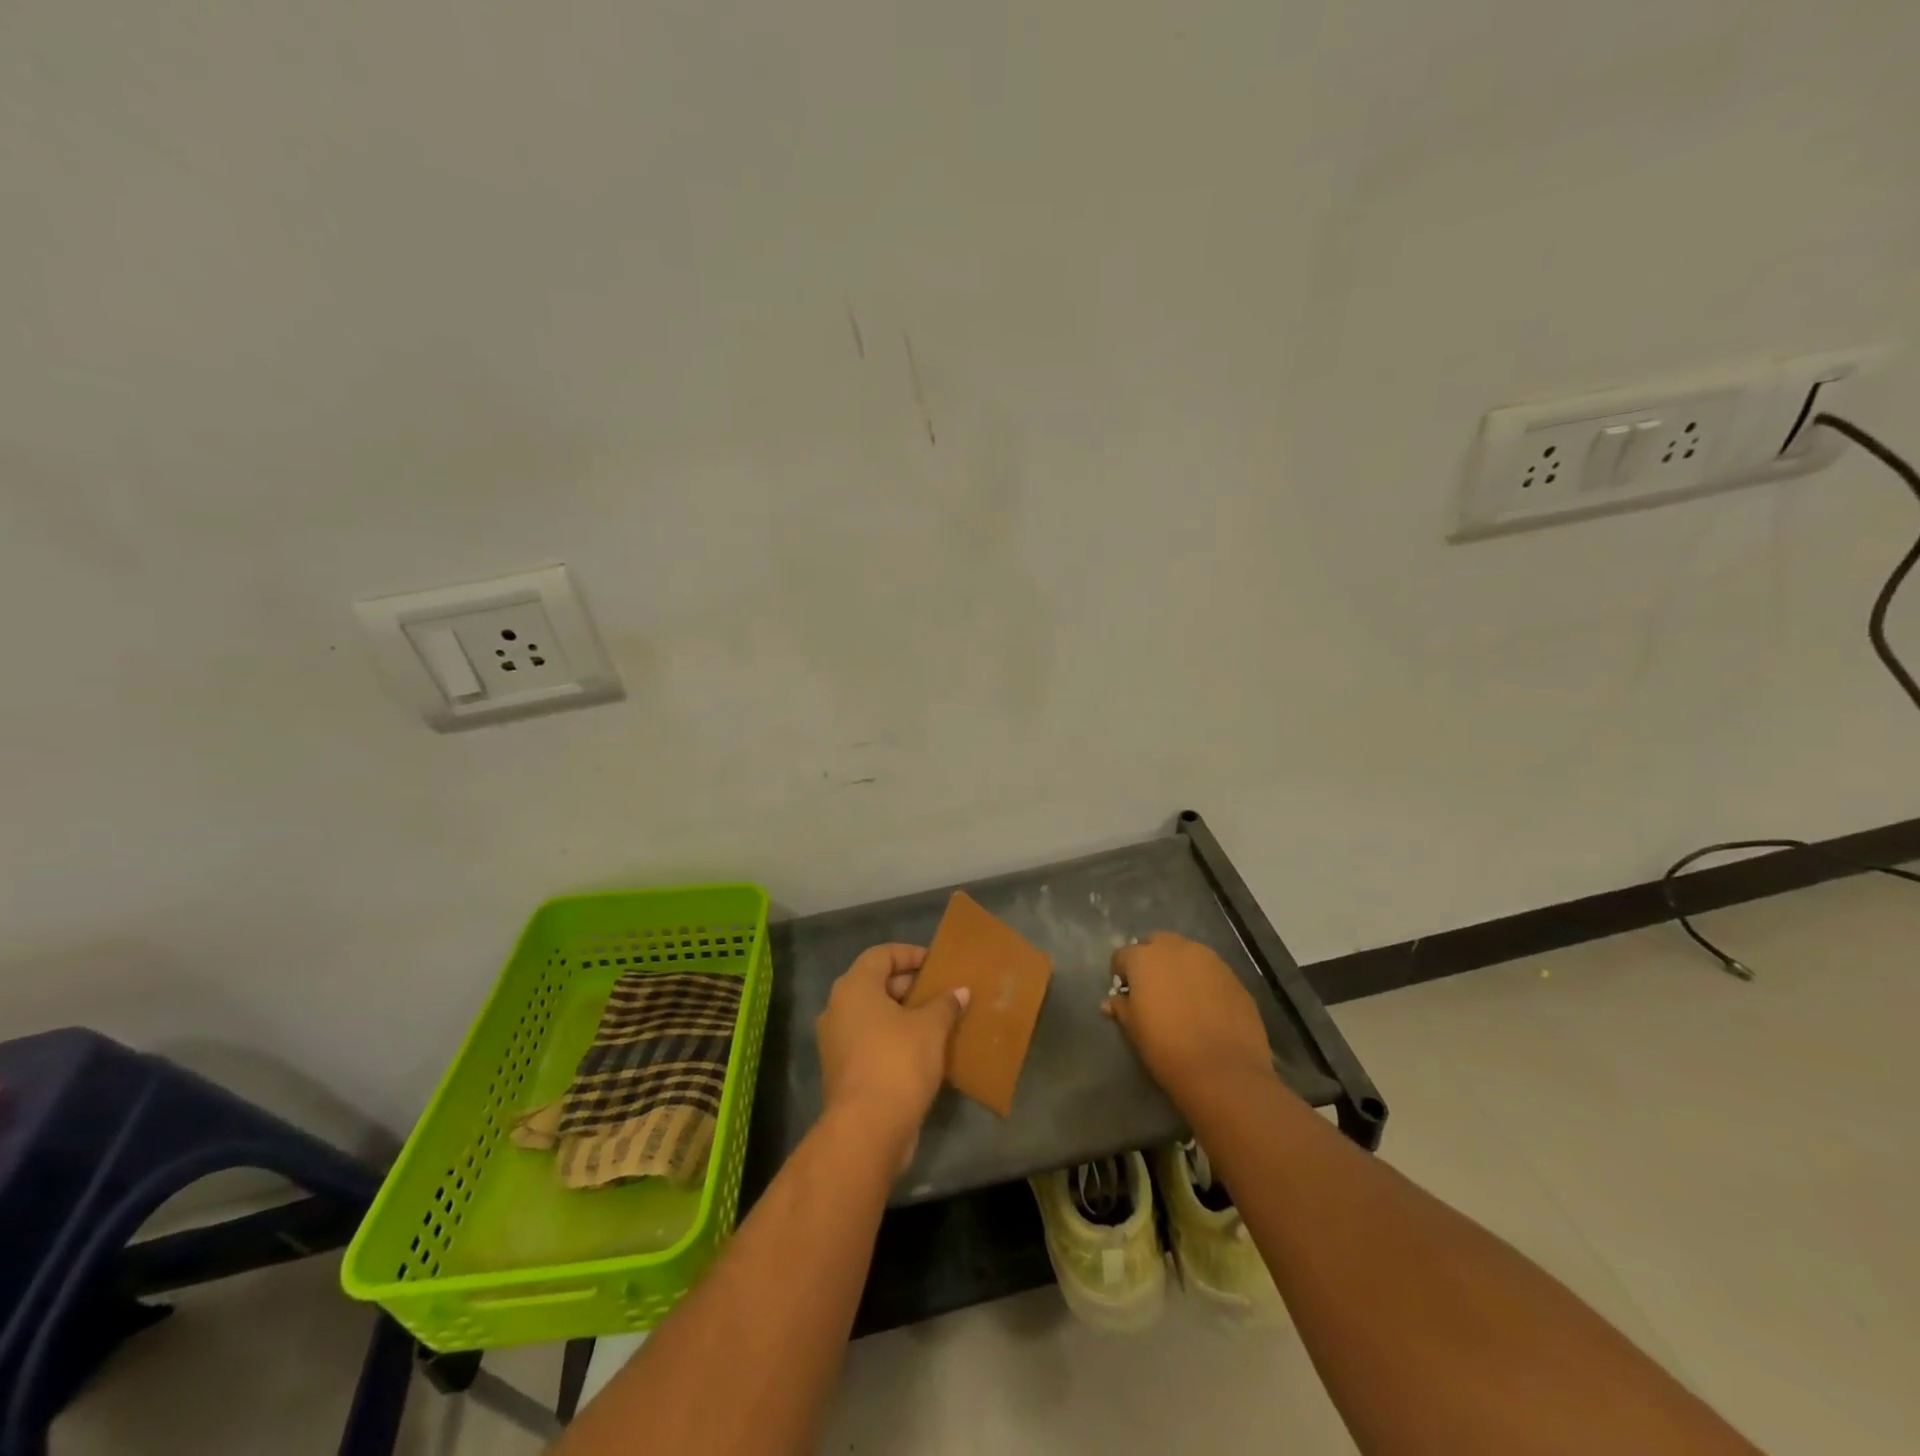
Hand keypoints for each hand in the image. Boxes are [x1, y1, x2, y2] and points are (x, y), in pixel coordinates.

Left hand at [816, 943, 970, 1166]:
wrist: (867, 1129)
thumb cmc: (898, 1062)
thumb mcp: (930, 1028)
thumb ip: (945, 1004)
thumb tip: (960, 992)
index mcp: (854, 988)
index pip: (881, 955)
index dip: (909, 954)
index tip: (935, 963)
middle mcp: (838, 1009)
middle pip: (875, 984)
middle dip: (909, 986)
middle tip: (940, 991)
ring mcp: (836, 1042)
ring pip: (873, 1015)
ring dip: (902, 1015)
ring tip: (937, 1019)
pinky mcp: (843, 1071)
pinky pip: (870, 1041)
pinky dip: (893, 1039)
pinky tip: (923, 1050)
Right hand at [1104, 932, 1276, 1103]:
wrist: (1224, 1070)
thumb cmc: (1167, 1048)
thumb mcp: (1134, 1030)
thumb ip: (1121, 1008)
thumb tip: (1111, 1002)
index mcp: (1144, 958)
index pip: (1122, 955)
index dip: (1121, 974)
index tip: (1126, 995)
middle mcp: (1176, 948)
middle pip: (1156, 943)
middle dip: (1151, 959)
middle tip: (1152, 989)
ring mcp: (1209, 959)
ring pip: (1186, 953)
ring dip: (1178, 967)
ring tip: (1181, 997)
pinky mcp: (1233, 976)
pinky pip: (1210, 970)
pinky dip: (1203, 981)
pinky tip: (1206, 1007)